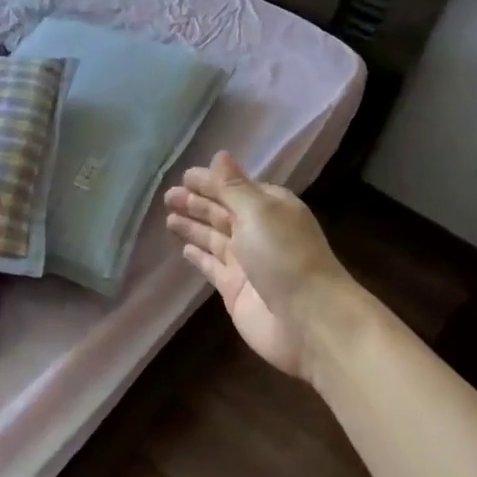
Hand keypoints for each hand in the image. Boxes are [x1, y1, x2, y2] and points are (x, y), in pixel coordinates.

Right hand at [163, 152, 351, 379]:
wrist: (308, 322)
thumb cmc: (285, 257)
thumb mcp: (258, 212)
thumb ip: (233, 187)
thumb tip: (220, 155)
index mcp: (270, 208)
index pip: (235, 188)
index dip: (211, 181)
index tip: (184, 175)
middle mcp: (259, 232)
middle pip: (223, 212)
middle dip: (197, 202)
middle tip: (168, 196)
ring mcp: (246, 262)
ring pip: (214, 237)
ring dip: (193, 226)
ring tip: (168, 217)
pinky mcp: (235, 289)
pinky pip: (212, 266)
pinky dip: (199, 255)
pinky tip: (184, 248)